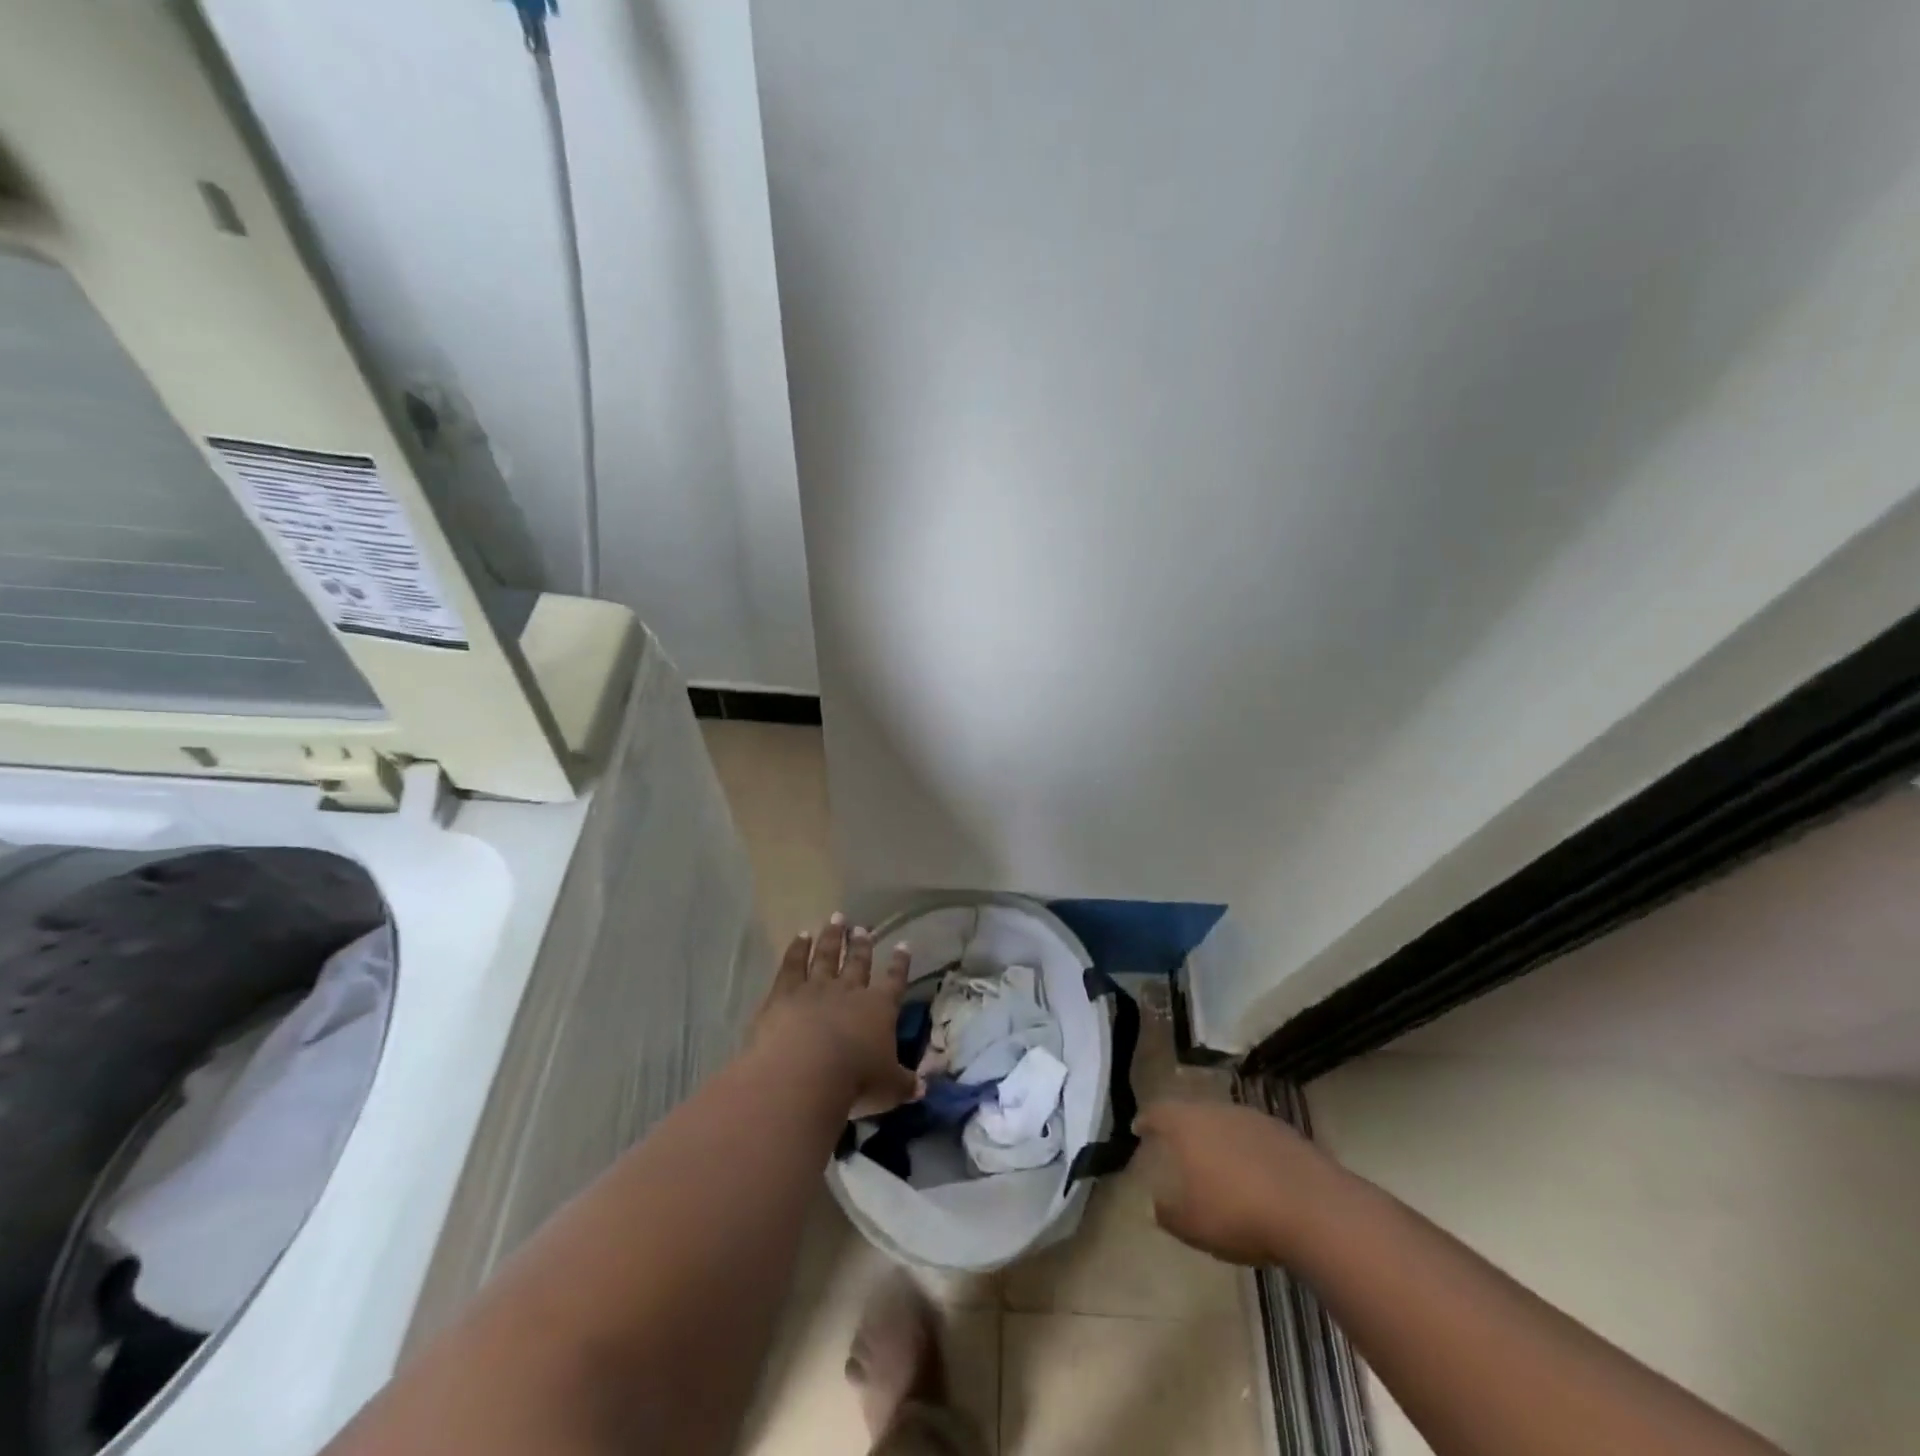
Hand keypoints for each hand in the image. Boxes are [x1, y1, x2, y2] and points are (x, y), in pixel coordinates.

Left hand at [753, 914, 917, 1119]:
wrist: (804, 1072)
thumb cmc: (855, 1081)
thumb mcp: (889, 1088)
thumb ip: (905, 1084)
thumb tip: (923, 1088)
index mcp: (879, 1009)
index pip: (894, 981)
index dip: (900, 964)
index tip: (903, 945)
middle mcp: (850, 991)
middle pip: (858, 962)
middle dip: (862, 945)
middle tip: (862, 928)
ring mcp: (816, 988)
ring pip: (827, 956)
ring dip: (832, 937)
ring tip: (836, 919)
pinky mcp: (785, 993)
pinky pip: (793, 964)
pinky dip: (797, 949)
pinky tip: (801, 936)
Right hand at [1137, 1100, 1326, 1265]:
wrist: (1314, 1210)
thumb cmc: (1238, 1214)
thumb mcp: (1192, 1226)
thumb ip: (1169, 1213)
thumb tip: (1158, 1204)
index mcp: (1187, 1124)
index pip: (1158, 1112)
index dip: (1146, 1120)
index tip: (1139, 1128)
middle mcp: (1217, 1110)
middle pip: (1193, 1111)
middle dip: (1184, 1127)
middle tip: (1177, 1146)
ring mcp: (1254, 1118)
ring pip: (1226, 1121)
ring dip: (1219, 1138)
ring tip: (1218, 1163)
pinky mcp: (1286, 1133)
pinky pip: (1255, 1137)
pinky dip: (1248, 1150)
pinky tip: (1254, 1175)